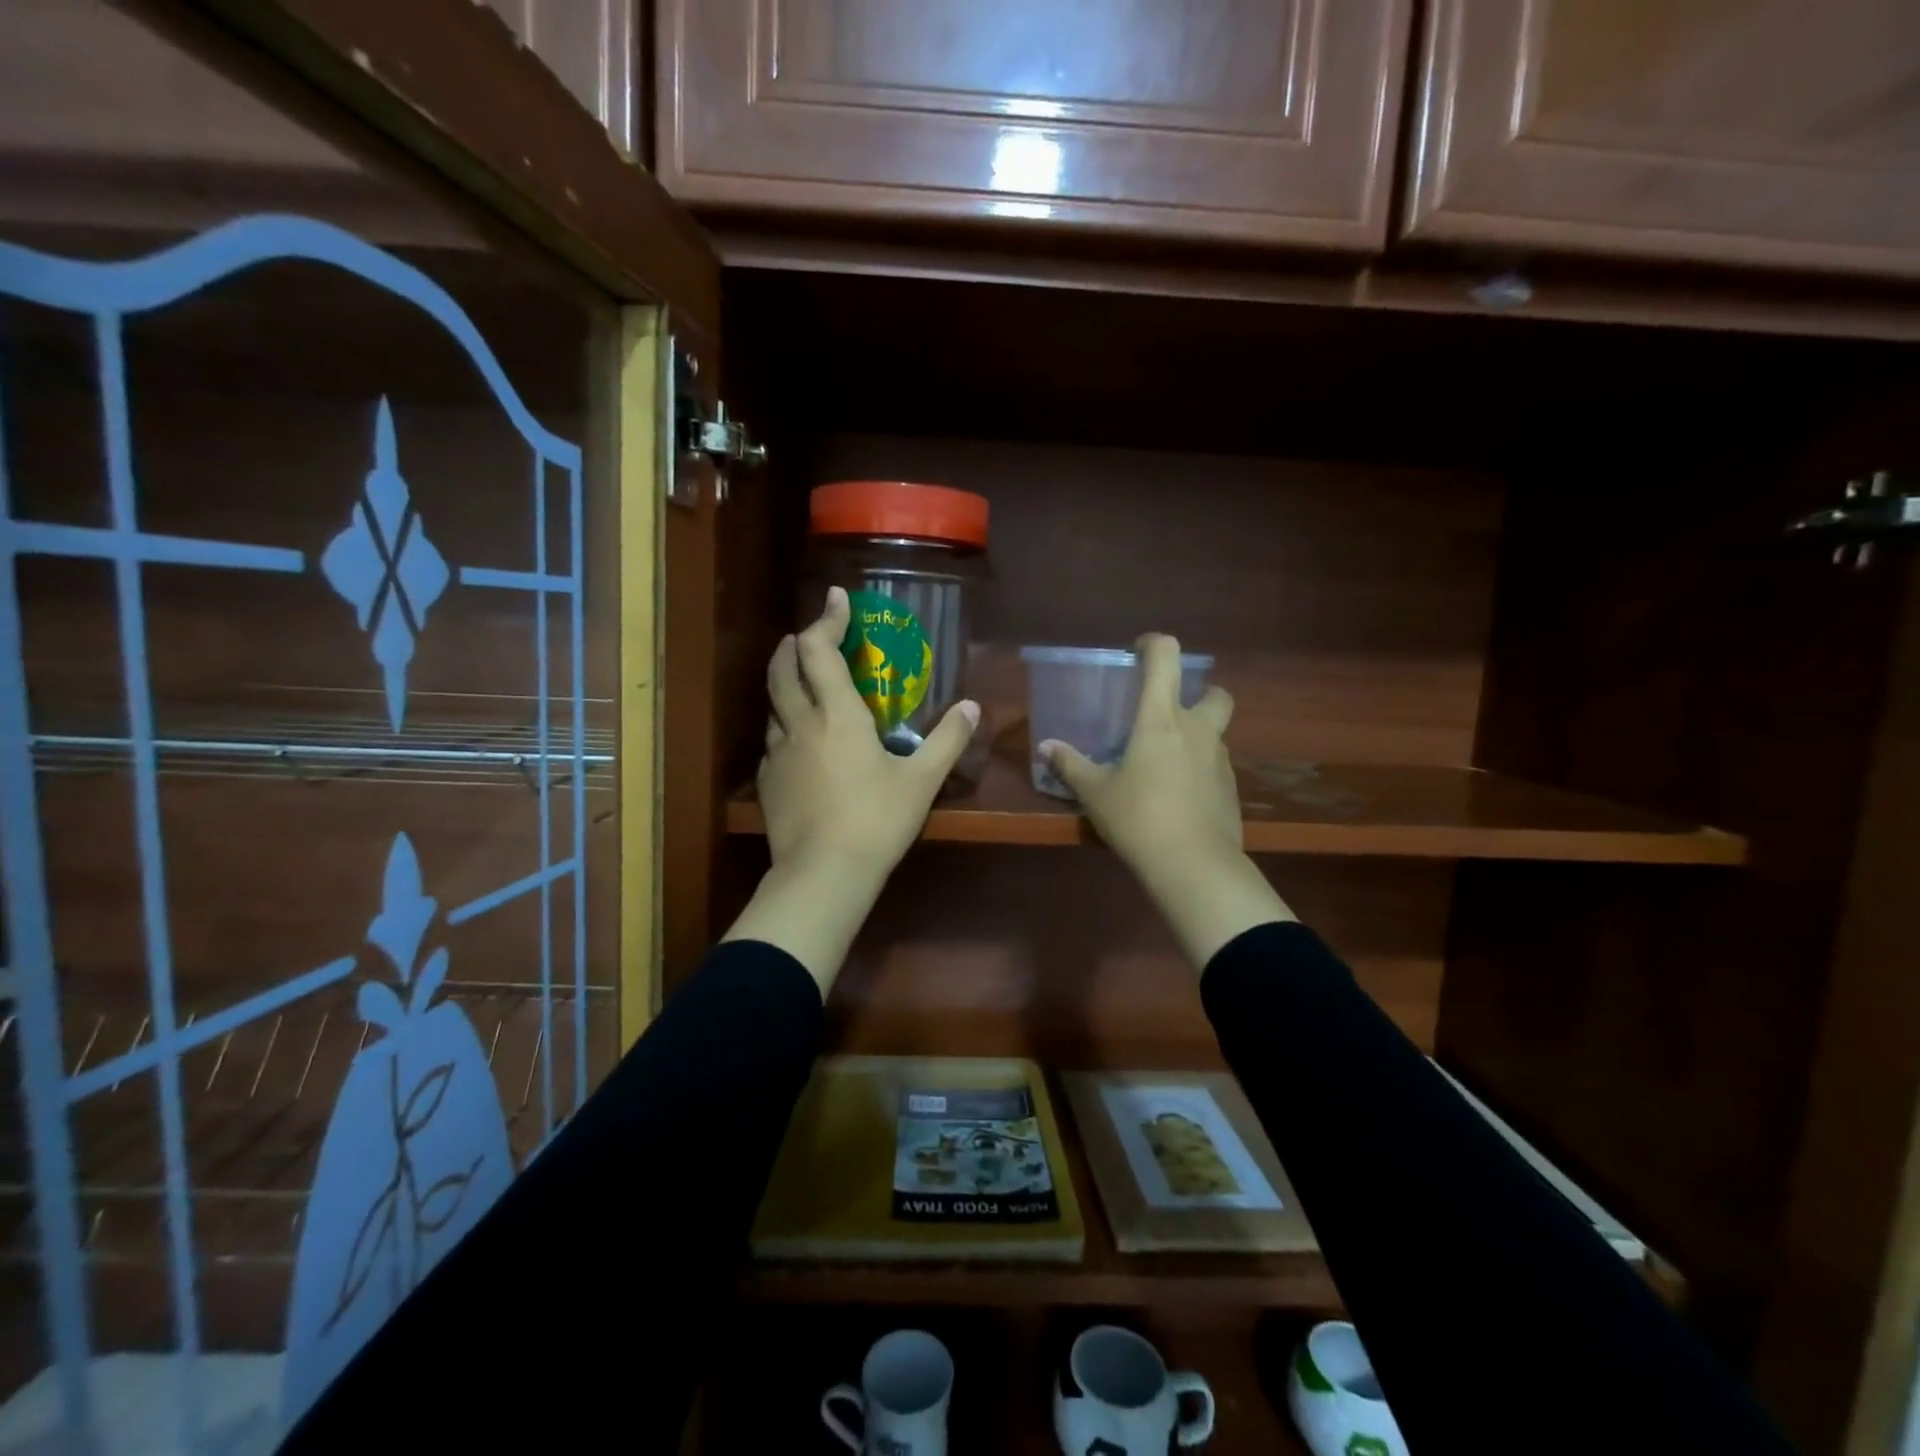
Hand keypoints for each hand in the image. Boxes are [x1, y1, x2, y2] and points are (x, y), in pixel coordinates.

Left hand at [722, 587, 979, 990]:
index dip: (826, 619)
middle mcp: (801, 723)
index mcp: (838, 714)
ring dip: (784, 683)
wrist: (824, 873)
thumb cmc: (877, 820)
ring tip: (800, 684)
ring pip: (772, 704)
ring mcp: (778, 753)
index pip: (819, 649)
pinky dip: (783, 727)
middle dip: (792, 644)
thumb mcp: (922, 781)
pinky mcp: (767, 782)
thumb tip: (972, 707)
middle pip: (782, 667)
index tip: (837, 599)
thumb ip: (948, 740)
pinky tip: (797, 743)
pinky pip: (772, 741)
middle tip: (807, 636)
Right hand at [1042, 633, 1293, 967]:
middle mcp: (1197, 730)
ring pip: (1216, 733)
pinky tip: (1179, 796)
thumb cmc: (1138, 817)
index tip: (1138, 652)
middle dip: (1200, 693)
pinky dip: (1201, 770)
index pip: (1167, 657)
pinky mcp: (1232, 790)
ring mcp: (1220, 760)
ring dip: (1198, 736)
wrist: (1193, 865)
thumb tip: (1046, 747)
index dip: (1154, 644)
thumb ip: (1071, 766)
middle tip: (1171, 713)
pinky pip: (1216, 767)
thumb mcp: (1095, 793)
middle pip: (1216, 693)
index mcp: (1161, 719)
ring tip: (1166, 763)